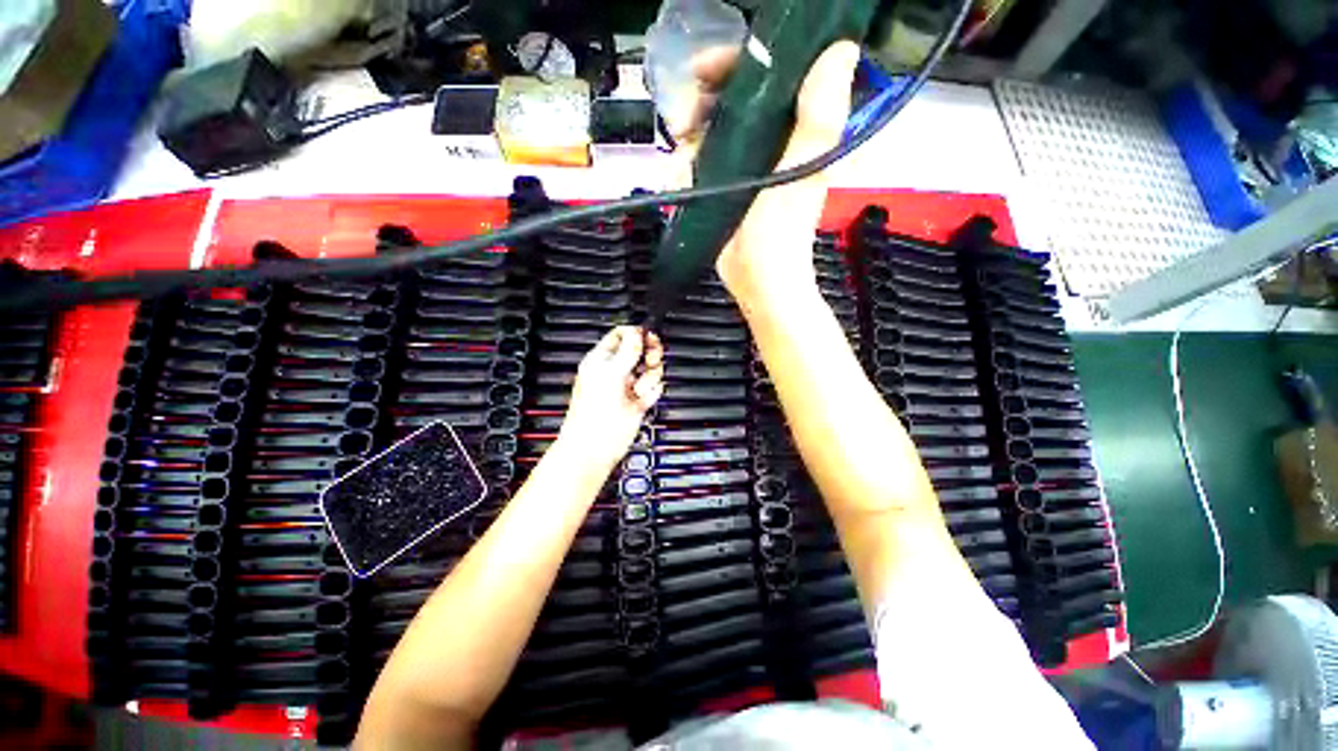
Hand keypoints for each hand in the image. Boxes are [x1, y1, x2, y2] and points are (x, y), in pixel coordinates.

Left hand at [558, 326, 664, 468]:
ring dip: (650, 378)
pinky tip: (642, 400)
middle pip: (641, 351)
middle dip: (649, 355)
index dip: (638, 334)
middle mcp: (616, 370)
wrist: (595, 447)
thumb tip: (637, 332)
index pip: (623, 335)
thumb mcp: (610, 375)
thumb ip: (627, 352)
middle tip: (649, 362)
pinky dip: (652, 394)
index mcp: (602, 360)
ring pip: (651, 370)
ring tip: (640, 388)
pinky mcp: (638, 401)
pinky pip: (654, 389)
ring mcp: (628, 386)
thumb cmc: (592, 414)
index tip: (649, 338)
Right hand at [671, 41, 860, 312]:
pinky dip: (684, 163)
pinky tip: (678, 177)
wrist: (757, 281)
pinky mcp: (722, 186)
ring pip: (709, 127)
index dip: (737, 62)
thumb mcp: (800, 175)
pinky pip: (698, 160)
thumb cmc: (780, 234)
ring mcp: (743, 164)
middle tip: (684, 118)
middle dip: (702, 100)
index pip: (769, 73)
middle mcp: (770, 140)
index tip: (705, 70)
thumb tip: (842, 50)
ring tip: (680, 156)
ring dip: (688, 135)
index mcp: (795, 129)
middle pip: (731, 97)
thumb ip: (819, 119)